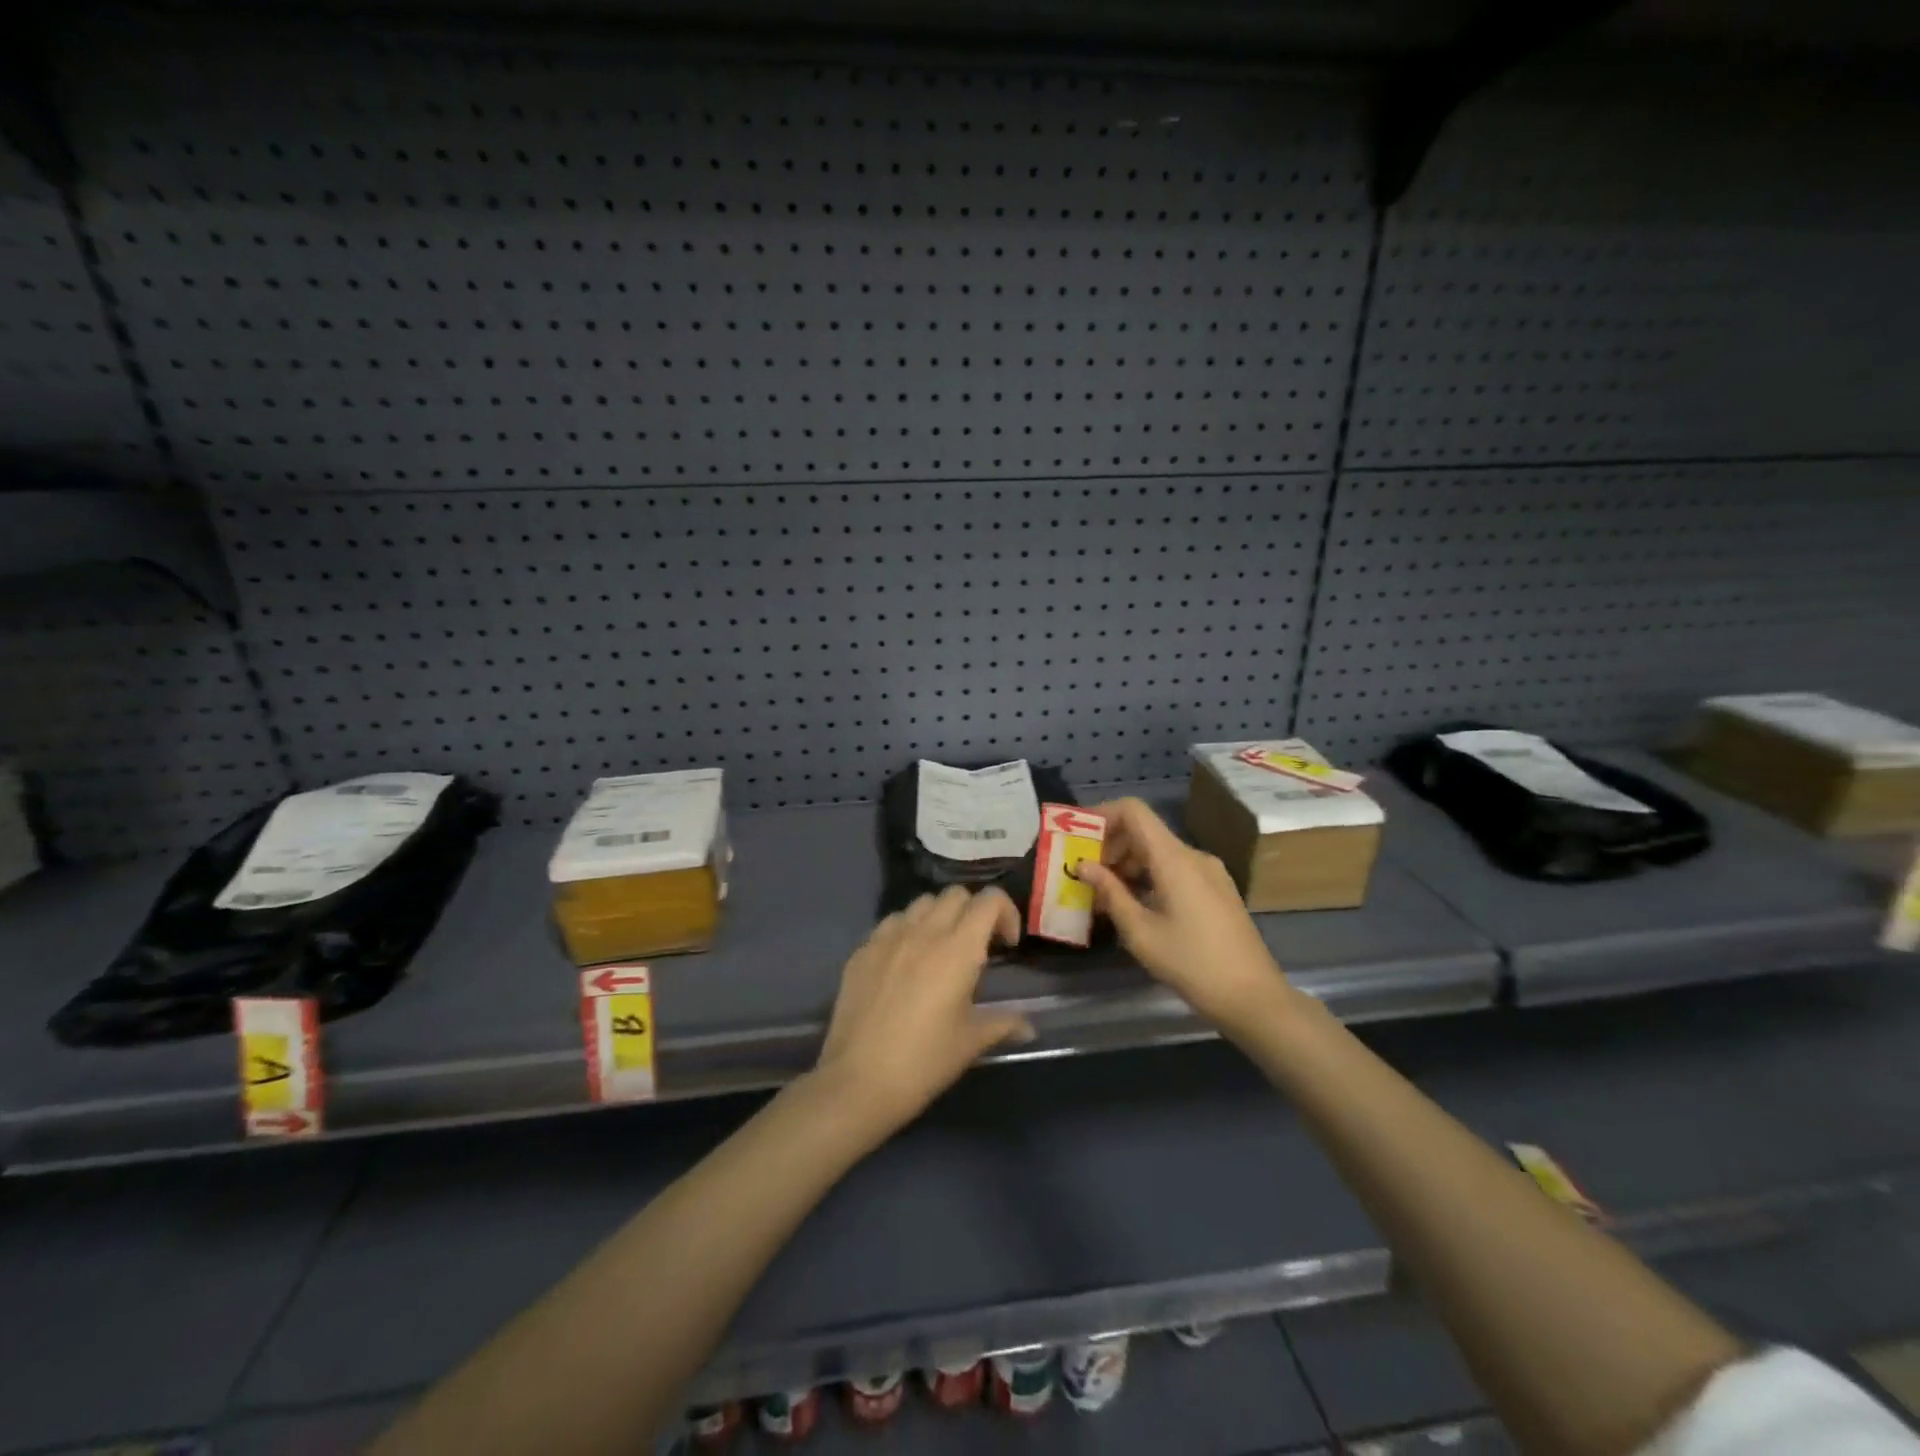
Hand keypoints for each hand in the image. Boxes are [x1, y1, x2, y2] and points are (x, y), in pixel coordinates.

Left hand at [814, 886, 1034, 1138]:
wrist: (858, 1081)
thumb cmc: (924, 1061)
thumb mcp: (971, 1042)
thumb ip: (1004, 1023)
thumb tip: (1029, 1026)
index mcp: (957, 949)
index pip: (989, 900)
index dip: (1006, 912)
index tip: (1006, 945)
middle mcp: (923, 931)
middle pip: (956, 894)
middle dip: (974, 911)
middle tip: (978, 946)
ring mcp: (888, 937)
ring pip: (922, 903)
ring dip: (939, 916)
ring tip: (941, 950)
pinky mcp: (862, 950)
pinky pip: (891, 922)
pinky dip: (907, 930)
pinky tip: (906, 962)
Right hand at [1074, 798, 1292, 1031]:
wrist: (1253, 997)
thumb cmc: (1191, 964)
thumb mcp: (1140, 932)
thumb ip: (1110, 892)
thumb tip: (1083, 865)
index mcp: (1174, 858)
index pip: (1134, 811)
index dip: (1102, 815)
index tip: (1077, 837)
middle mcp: (1193, 855)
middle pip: (1144, 831)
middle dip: (1110, 846)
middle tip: (1085, 875)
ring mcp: (1209, 872)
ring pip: (1159, 852)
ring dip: (1128, 864)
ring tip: (1105, 896)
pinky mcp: (1217, 890)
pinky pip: (1175, 869)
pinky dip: (1149, 877)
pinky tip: (1135, 907)